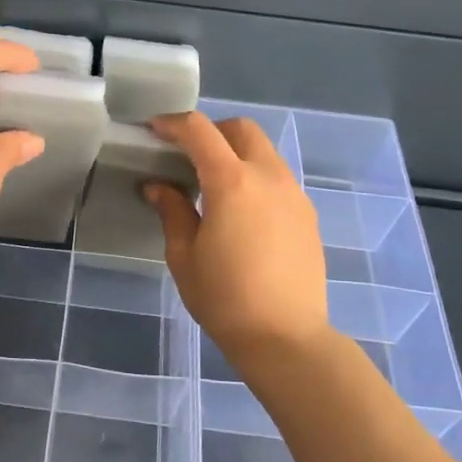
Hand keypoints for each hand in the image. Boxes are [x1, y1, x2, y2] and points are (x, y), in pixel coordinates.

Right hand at [145, 112, 330, 367]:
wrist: (286, 338)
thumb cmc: (225, 298)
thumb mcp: (184, 256)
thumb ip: (173, 211)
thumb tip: (159, 187)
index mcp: (231, 182)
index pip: (200, 131)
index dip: (173, 123)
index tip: (154, 130)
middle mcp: (267, 176)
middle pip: (240, 129)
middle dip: (211, 131)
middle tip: (187, 155)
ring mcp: (293, 193)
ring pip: (263, 151)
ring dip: (235, 153)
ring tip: (213, 185)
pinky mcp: (307, 213)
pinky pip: (277, 177)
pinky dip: (254, 176)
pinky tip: (241, 210)